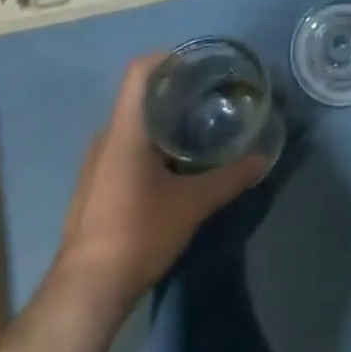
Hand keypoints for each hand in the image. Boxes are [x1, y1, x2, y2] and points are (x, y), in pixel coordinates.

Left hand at [50, 53, 268, 308]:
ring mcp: (96, 165)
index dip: (167, 58)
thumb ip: (230, 177)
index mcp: (125, 131)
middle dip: (173, 91)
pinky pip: (124, 149)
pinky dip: (150, 144)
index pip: (139, 72)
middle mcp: (106, 139)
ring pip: (132, 126)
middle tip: (210, 95)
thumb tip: (265, 157)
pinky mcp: (95, 187)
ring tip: (198, 126)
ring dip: (162, 120)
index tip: (198, 63)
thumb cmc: (138, 234)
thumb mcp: (192, 204)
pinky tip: (175, 165)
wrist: (85, 292)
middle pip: (138, 97)